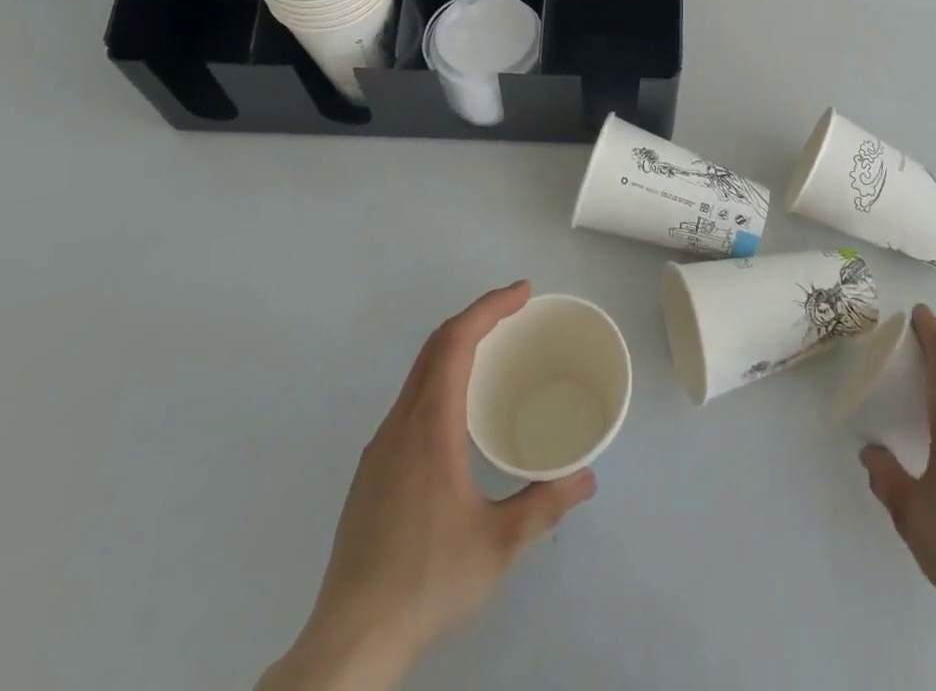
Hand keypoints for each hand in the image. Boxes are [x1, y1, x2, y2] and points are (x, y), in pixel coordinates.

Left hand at [258, 282, 596, 690]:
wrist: (349, 642)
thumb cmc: (427, 580)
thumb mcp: (499, 544)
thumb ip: (545, 504)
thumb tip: (587, 478)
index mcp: (429, 425)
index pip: (456, 341)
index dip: (490, 307)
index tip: (523, 292)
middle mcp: (400, 424)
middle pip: (435, 347)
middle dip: (476, 318)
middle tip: (516, 312)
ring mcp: (380, 448)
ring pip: (418, 374)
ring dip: (456, 348)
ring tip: (494, 355)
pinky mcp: (371, 473)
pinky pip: (410, 402)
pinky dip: (440, 380)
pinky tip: (459, 415)